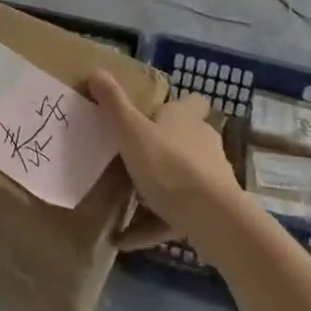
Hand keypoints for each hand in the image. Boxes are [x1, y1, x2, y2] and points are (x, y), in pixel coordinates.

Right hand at [88, 72, 245, 249]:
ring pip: (183, 176)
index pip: (192, 102)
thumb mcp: (130, 130)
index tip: (156, 113)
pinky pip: (177, 214)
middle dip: (163, 146)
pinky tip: (125, 238)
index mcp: (185, 118)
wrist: (213, 219)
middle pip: (186, 139)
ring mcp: (212, 178)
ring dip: (160, 186)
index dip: (178, 105)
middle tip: (133, 154)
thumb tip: (97, 71)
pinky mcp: (212, 211)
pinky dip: (154, 223)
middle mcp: (203, 142)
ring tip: (128, 198)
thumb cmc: (168, 164)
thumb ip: (113, 103)